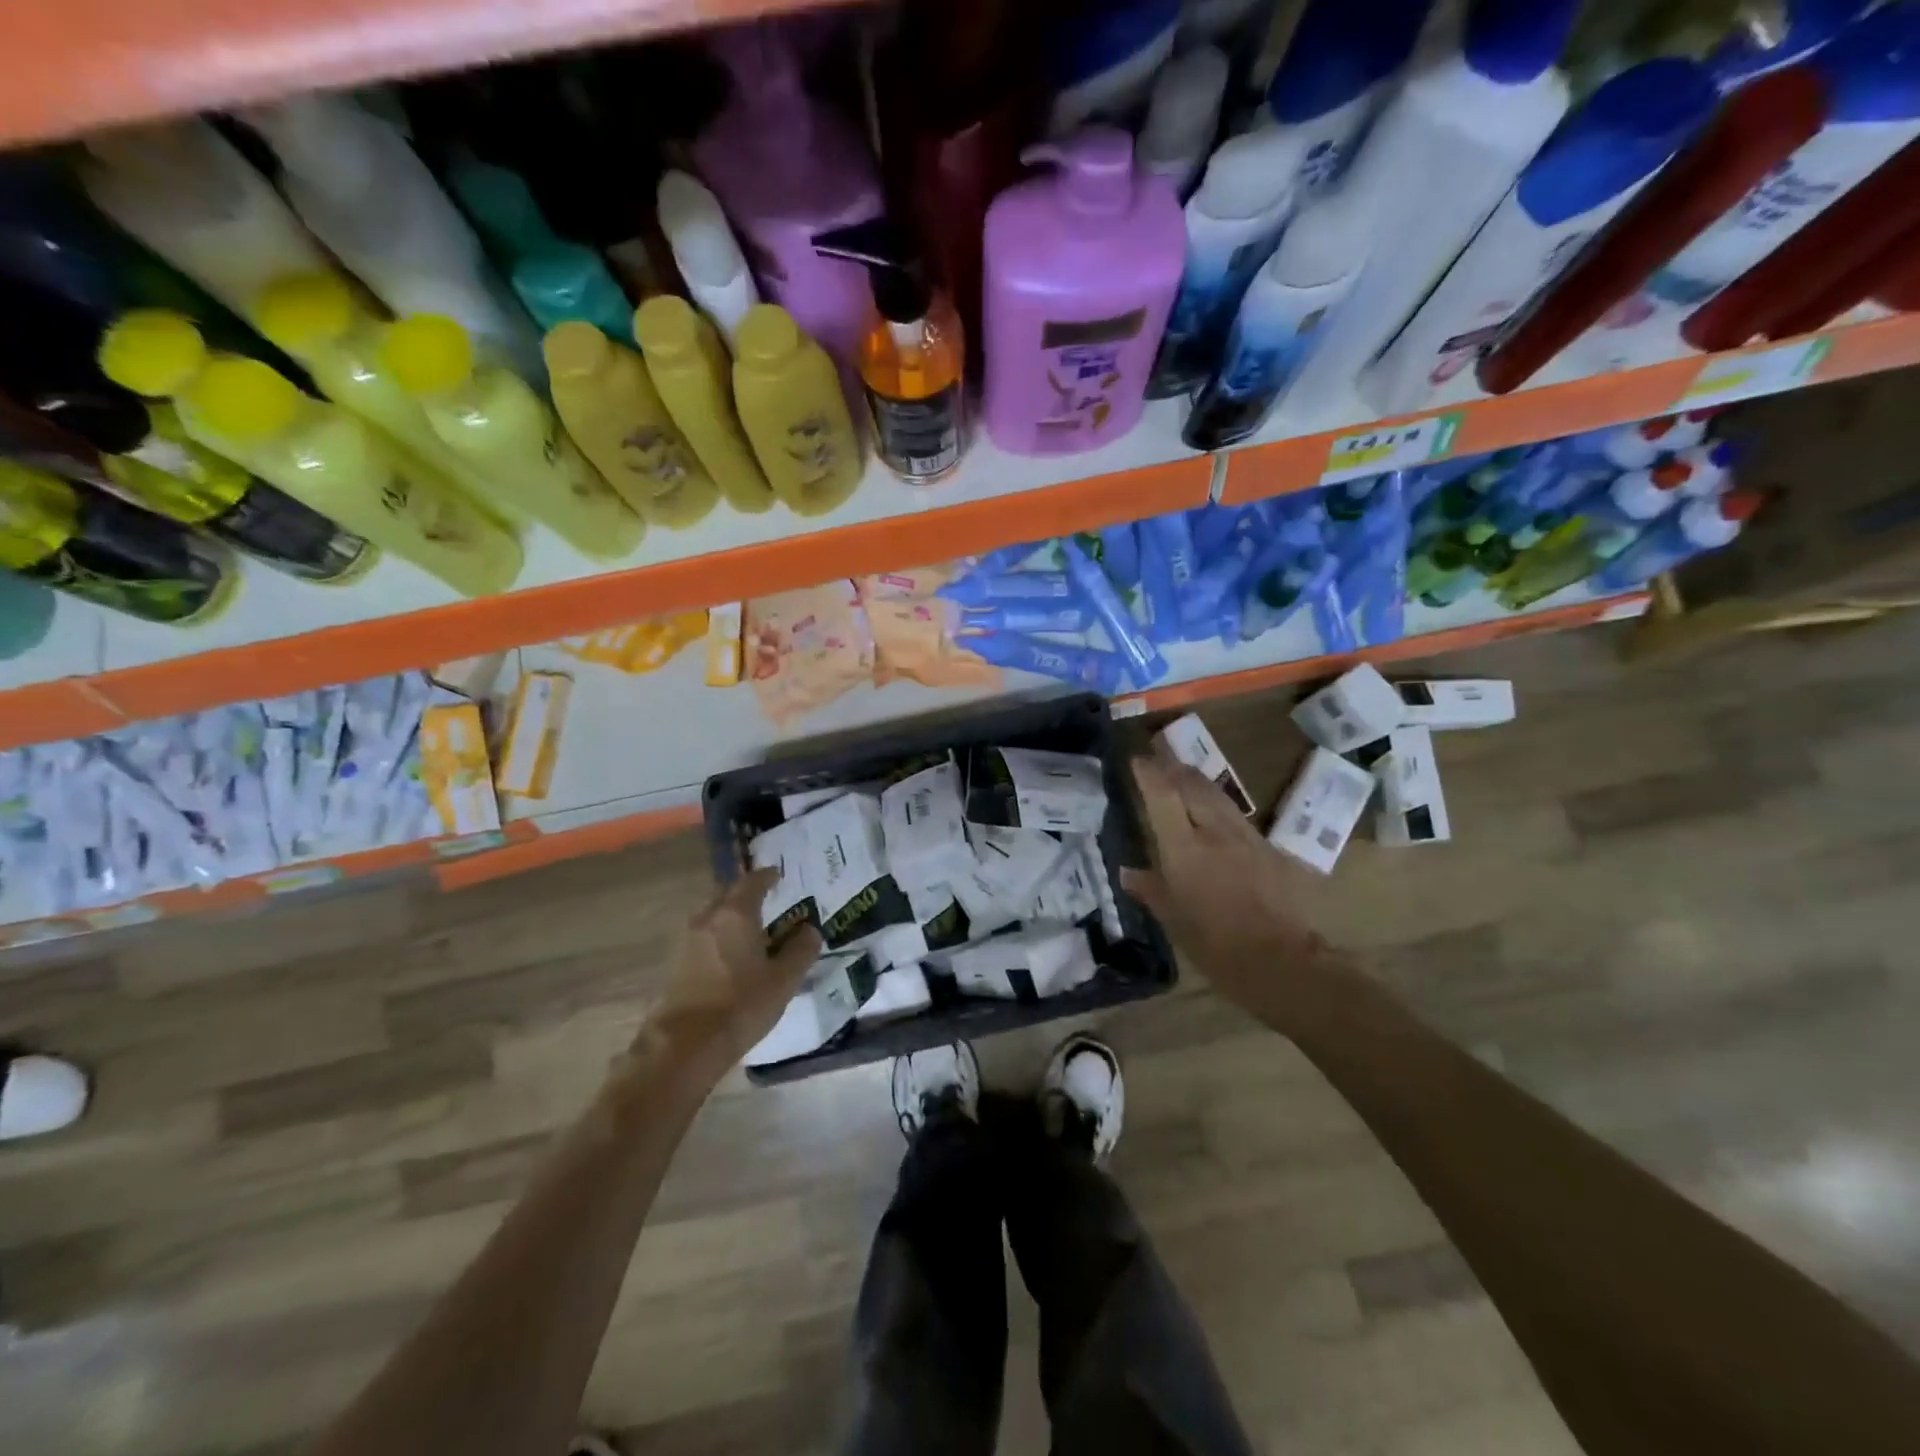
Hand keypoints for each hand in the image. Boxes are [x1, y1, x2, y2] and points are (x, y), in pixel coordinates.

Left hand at [640, 868, 821, 1083]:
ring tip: (749, 929)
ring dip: (730, 915)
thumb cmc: (741, 1005)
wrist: (684, 1045)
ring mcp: (686, 939)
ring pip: (712, 915)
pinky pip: (701, 936)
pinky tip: (728, 954)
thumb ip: (801, 950)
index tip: (777, 875)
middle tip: (765, 900)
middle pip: (728, 894)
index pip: (753, 882)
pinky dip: (717, 936)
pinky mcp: (674, 962)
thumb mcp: (784, 980)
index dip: (767, 876)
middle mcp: (708, 917)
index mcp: (736, 914)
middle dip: (746, 893)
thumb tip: (810, 930)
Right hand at [1123, 752, 1329, 1022]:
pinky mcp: (1270, 850)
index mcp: (1184, 848)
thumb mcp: (1174, 920)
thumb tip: (1128, 872)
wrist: (1282, 963)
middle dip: (1174, 768)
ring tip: (1185, 777)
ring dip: (1198, 782)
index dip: (1149, 773)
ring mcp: (1247, 838)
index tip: (1137, 760)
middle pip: (1193, 785)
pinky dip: (1220, 808)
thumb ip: (1151, 889)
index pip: (1163, 795)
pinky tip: (1218, 817)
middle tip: (1160, 761)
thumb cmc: (1216, 946)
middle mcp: (1215, 833)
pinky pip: (1238, 818)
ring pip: (1219, 796)